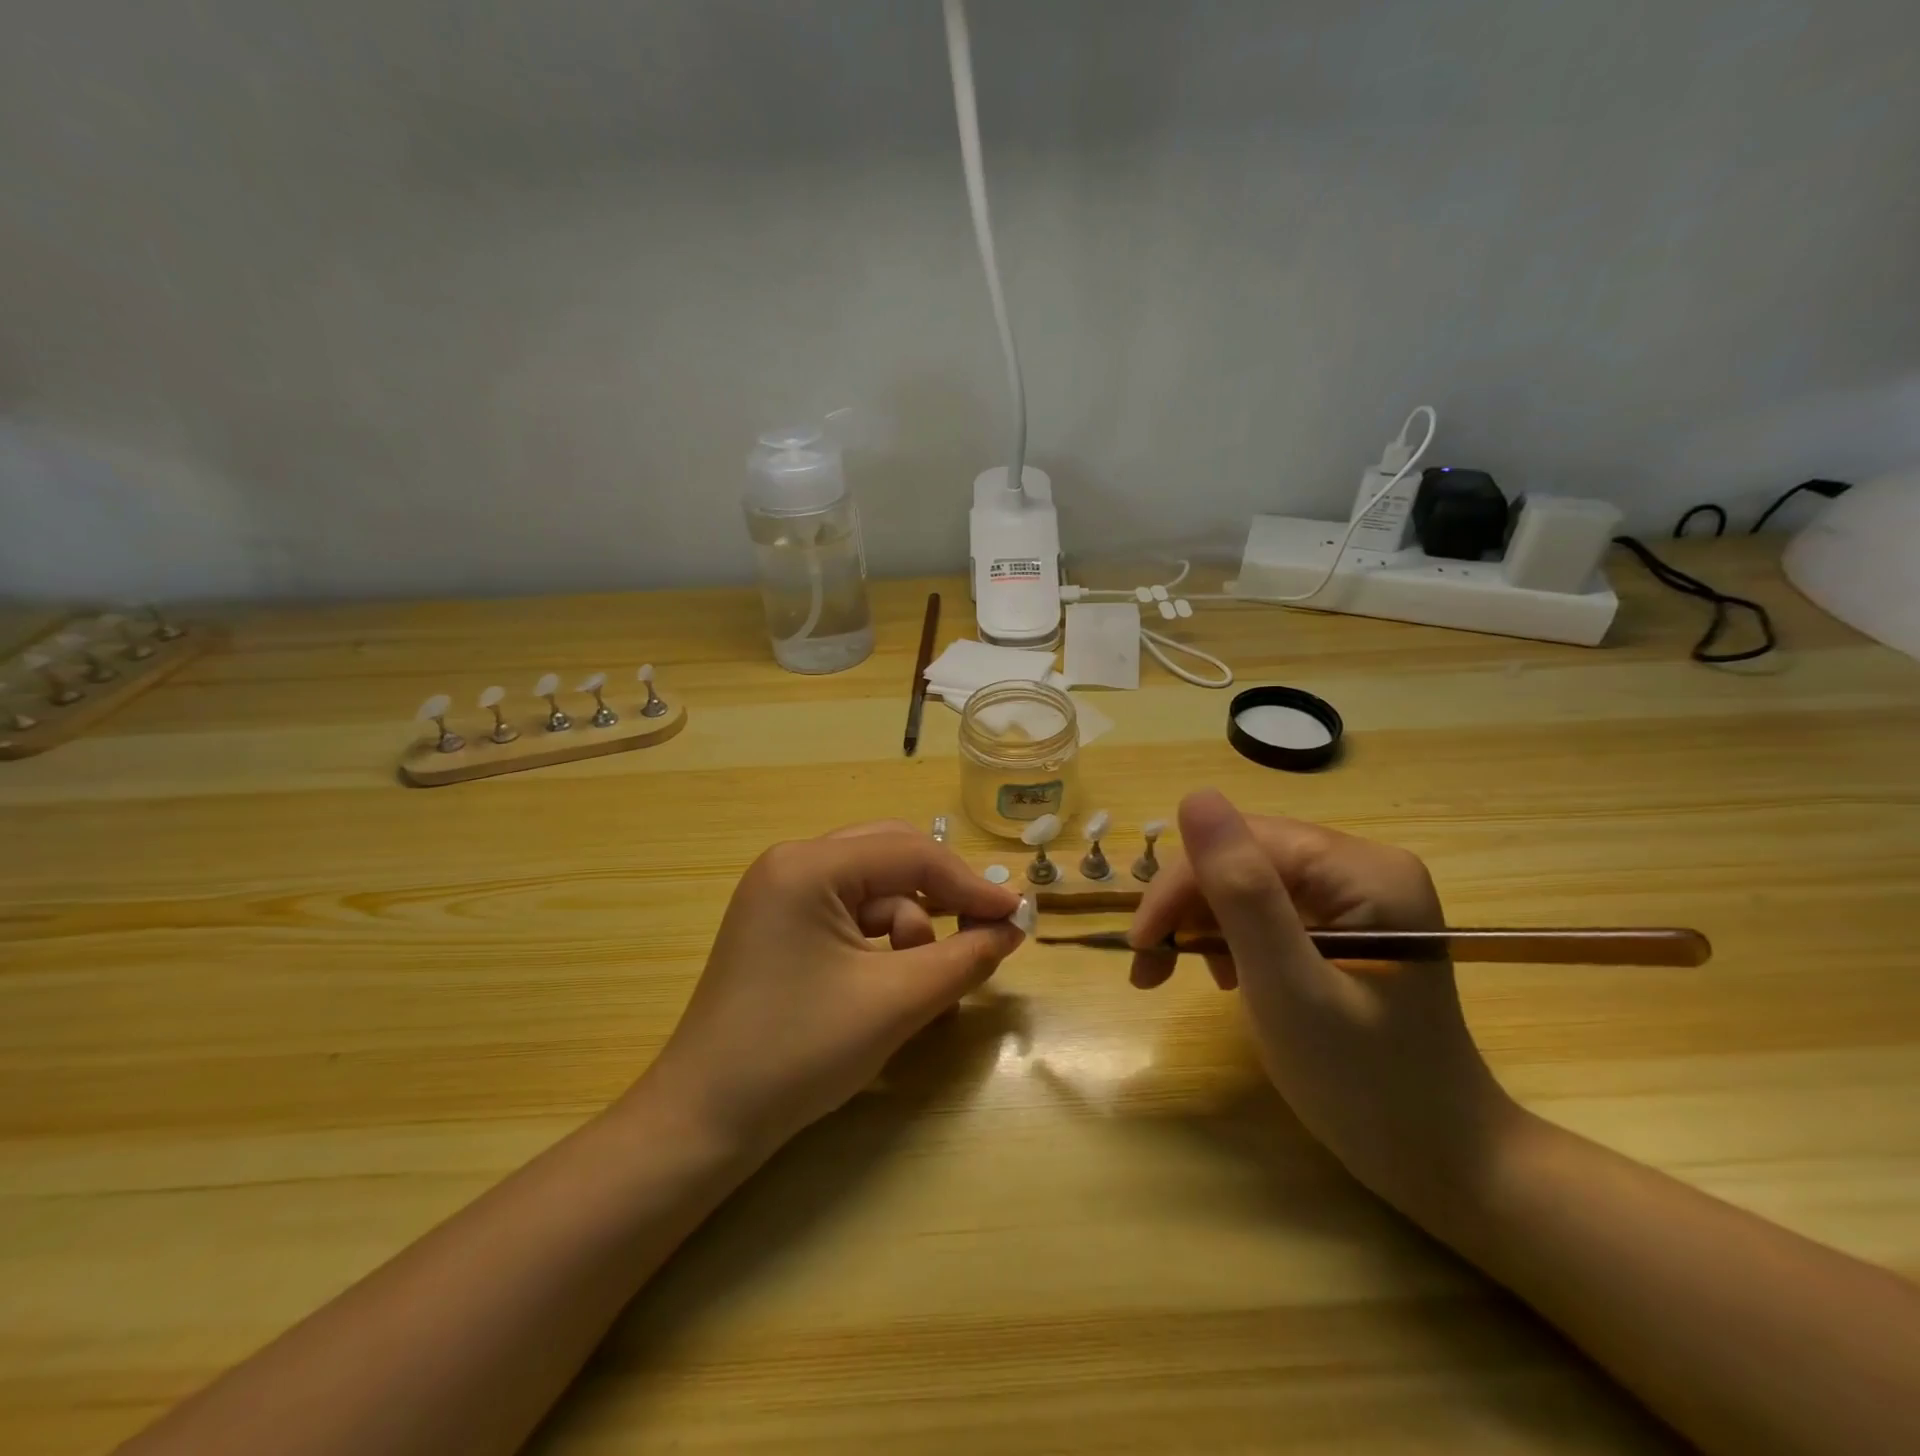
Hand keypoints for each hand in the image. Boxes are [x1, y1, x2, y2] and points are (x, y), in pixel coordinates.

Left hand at [637, 821, 1025, 1156]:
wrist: (704, 1122)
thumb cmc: (799, 1053)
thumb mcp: (895, 1002)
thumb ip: (964, 957)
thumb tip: (1011, 928)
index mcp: (809, 866)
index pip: (910, 854)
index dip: (970, 884)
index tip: (1017, 916)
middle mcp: (792, 864)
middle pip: (891, 858)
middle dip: (940, 897)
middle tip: (983, 933)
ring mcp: (781, 893)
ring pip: (873, 889)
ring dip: (909, 928)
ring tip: (918, 984)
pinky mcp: (781, 925)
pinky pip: (850, 914)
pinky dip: (881, 942)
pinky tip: (890, 983)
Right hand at [1128, 790, 1516, 1211]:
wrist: (1441, 1162)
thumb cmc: (1366, 1086)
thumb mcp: (1289, 989)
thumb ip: (1242, 893)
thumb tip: (1194, 797)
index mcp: (1365, 872)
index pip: (1245, 844)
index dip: (1182, 885)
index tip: (1140, 946)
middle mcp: (1365, 867)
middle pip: (1245, 859)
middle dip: (1188, 909)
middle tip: (1148, 968)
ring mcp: (1359, 895)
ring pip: (1248, 881)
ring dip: (1203, 923)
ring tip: (1181, 975)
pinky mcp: (1348, 923)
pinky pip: (1268, 907)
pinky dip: (1232, 937)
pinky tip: (1225, 974)